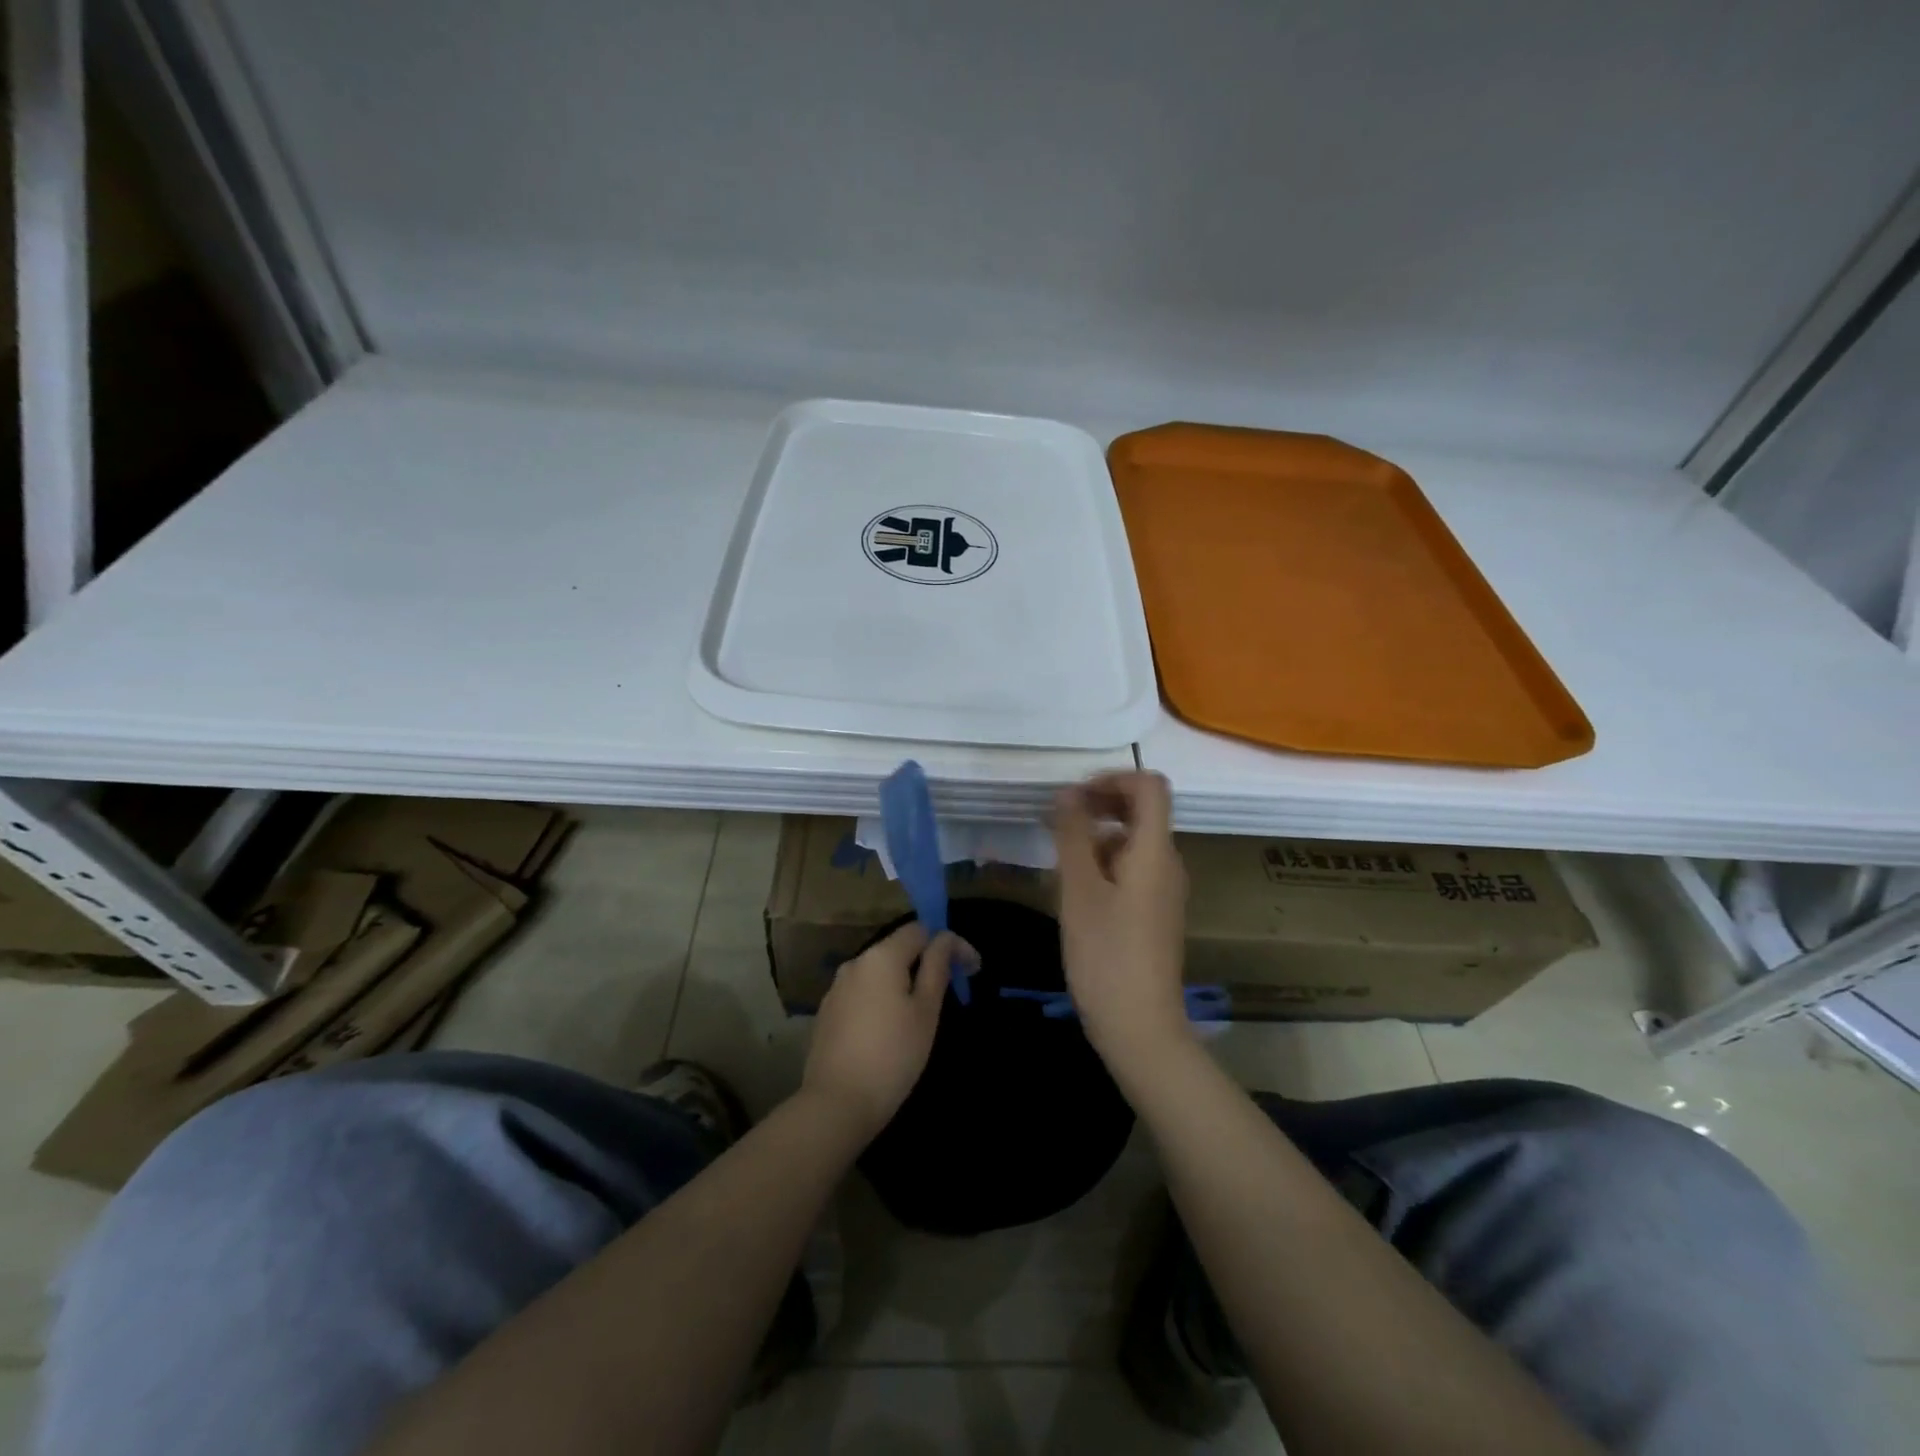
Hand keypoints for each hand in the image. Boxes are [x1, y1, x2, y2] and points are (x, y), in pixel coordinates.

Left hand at [802, 922, 968, 1140]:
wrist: (836, 1103)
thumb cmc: (893, 1055)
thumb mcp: (926, 1011)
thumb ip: (937, 967)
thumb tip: (946, 939)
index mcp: (881, 956)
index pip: (920, 930)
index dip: (948, 943)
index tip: (971, 970)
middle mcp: (855, 963)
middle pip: (897, 949)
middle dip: (926, 963)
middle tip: (951, 993)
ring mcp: (836, 988)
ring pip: (879, 973)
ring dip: (903, 983)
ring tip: (922, 1015)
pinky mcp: (827, 1013)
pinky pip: (862, 994)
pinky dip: (882, 1000)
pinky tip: (890, 1030)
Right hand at [1054, 771, 1191, 1072]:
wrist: (1140, 1027)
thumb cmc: (1106, 955)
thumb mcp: (1079, 890)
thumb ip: (1073, 835)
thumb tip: (1068, 792)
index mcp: (1155, 851)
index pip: (1150, 786)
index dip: (1112, 779)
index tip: (1074, 797)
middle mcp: (1168, 863)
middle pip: (1142, 811)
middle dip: (1100, 805)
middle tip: (1058, 822)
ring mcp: (1164, 890)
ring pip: (1133, 841)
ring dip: (1097, 836)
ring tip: (1060, 861)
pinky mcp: (1155, 912)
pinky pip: (1132, 869)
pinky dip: (1104, 864)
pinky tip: (1076, 890)